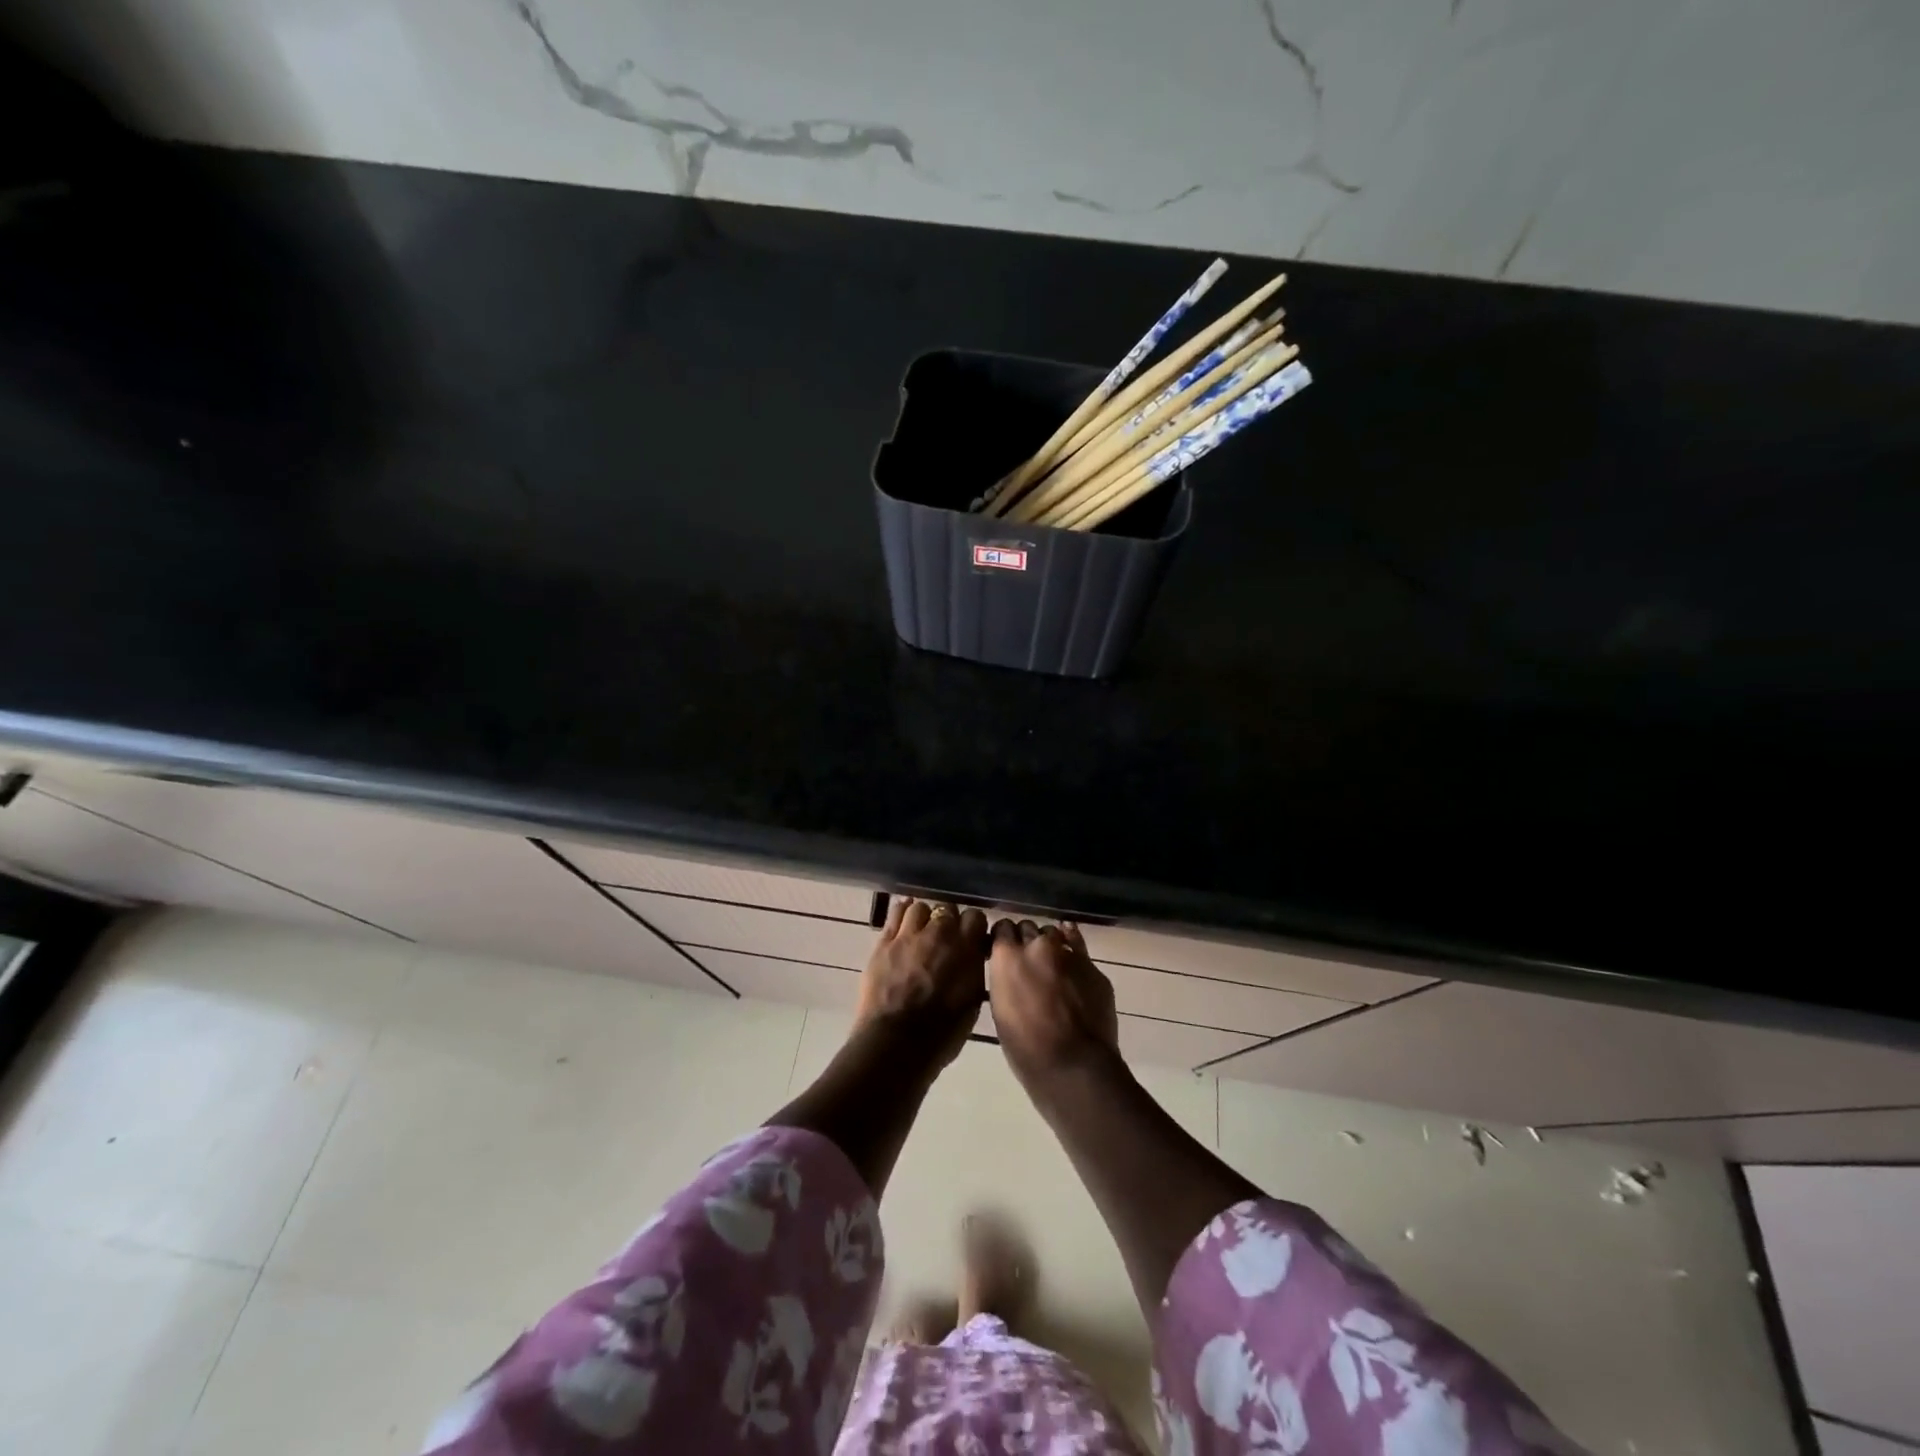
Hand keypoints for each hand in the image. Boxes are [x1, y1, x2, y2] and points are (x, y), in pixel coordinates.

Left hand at [855, 898, 987, 1067]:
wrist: (897, 1042)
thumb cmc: (942, 1033)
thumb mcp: (971, 1002)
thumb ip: (973, 971)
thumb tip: (971, 958)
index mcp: (967, 949)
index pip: (976, 916)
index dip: (973, 925)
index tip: (970, 937)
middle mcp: (941, 934)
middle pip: (947, 908)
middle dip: (948, 919)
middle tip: (944, 937)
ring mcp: (910, 935)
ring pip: (920, 907)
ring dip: (924, 917)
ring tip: (921, 931)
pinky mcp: (885, 941)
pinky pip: (895, 913)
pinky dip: (902, 912)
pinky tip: (903, 919)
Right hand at [987, 919, 1119, 1091]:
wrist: (1074, 1066)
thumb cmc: (1026, 1048)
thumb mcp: (1001, 1010)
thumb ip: (1005, 980)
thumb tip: (1010, 972)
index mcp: (1007, 958)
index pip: (1002, 928)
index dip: (1004, 939)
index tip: (1004, 951)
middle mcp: (1036, 946)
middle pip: (1028, 927)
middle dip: (1026, 940)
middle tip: (1027, 961)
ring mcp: (1067, 953)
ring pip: (1053, 934)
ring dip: (1049, 944)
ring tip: (1050, 963)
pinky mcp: (1092, 966)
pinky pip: (1078, 944)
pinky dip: (1072, 943)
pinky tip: (1070, 946)